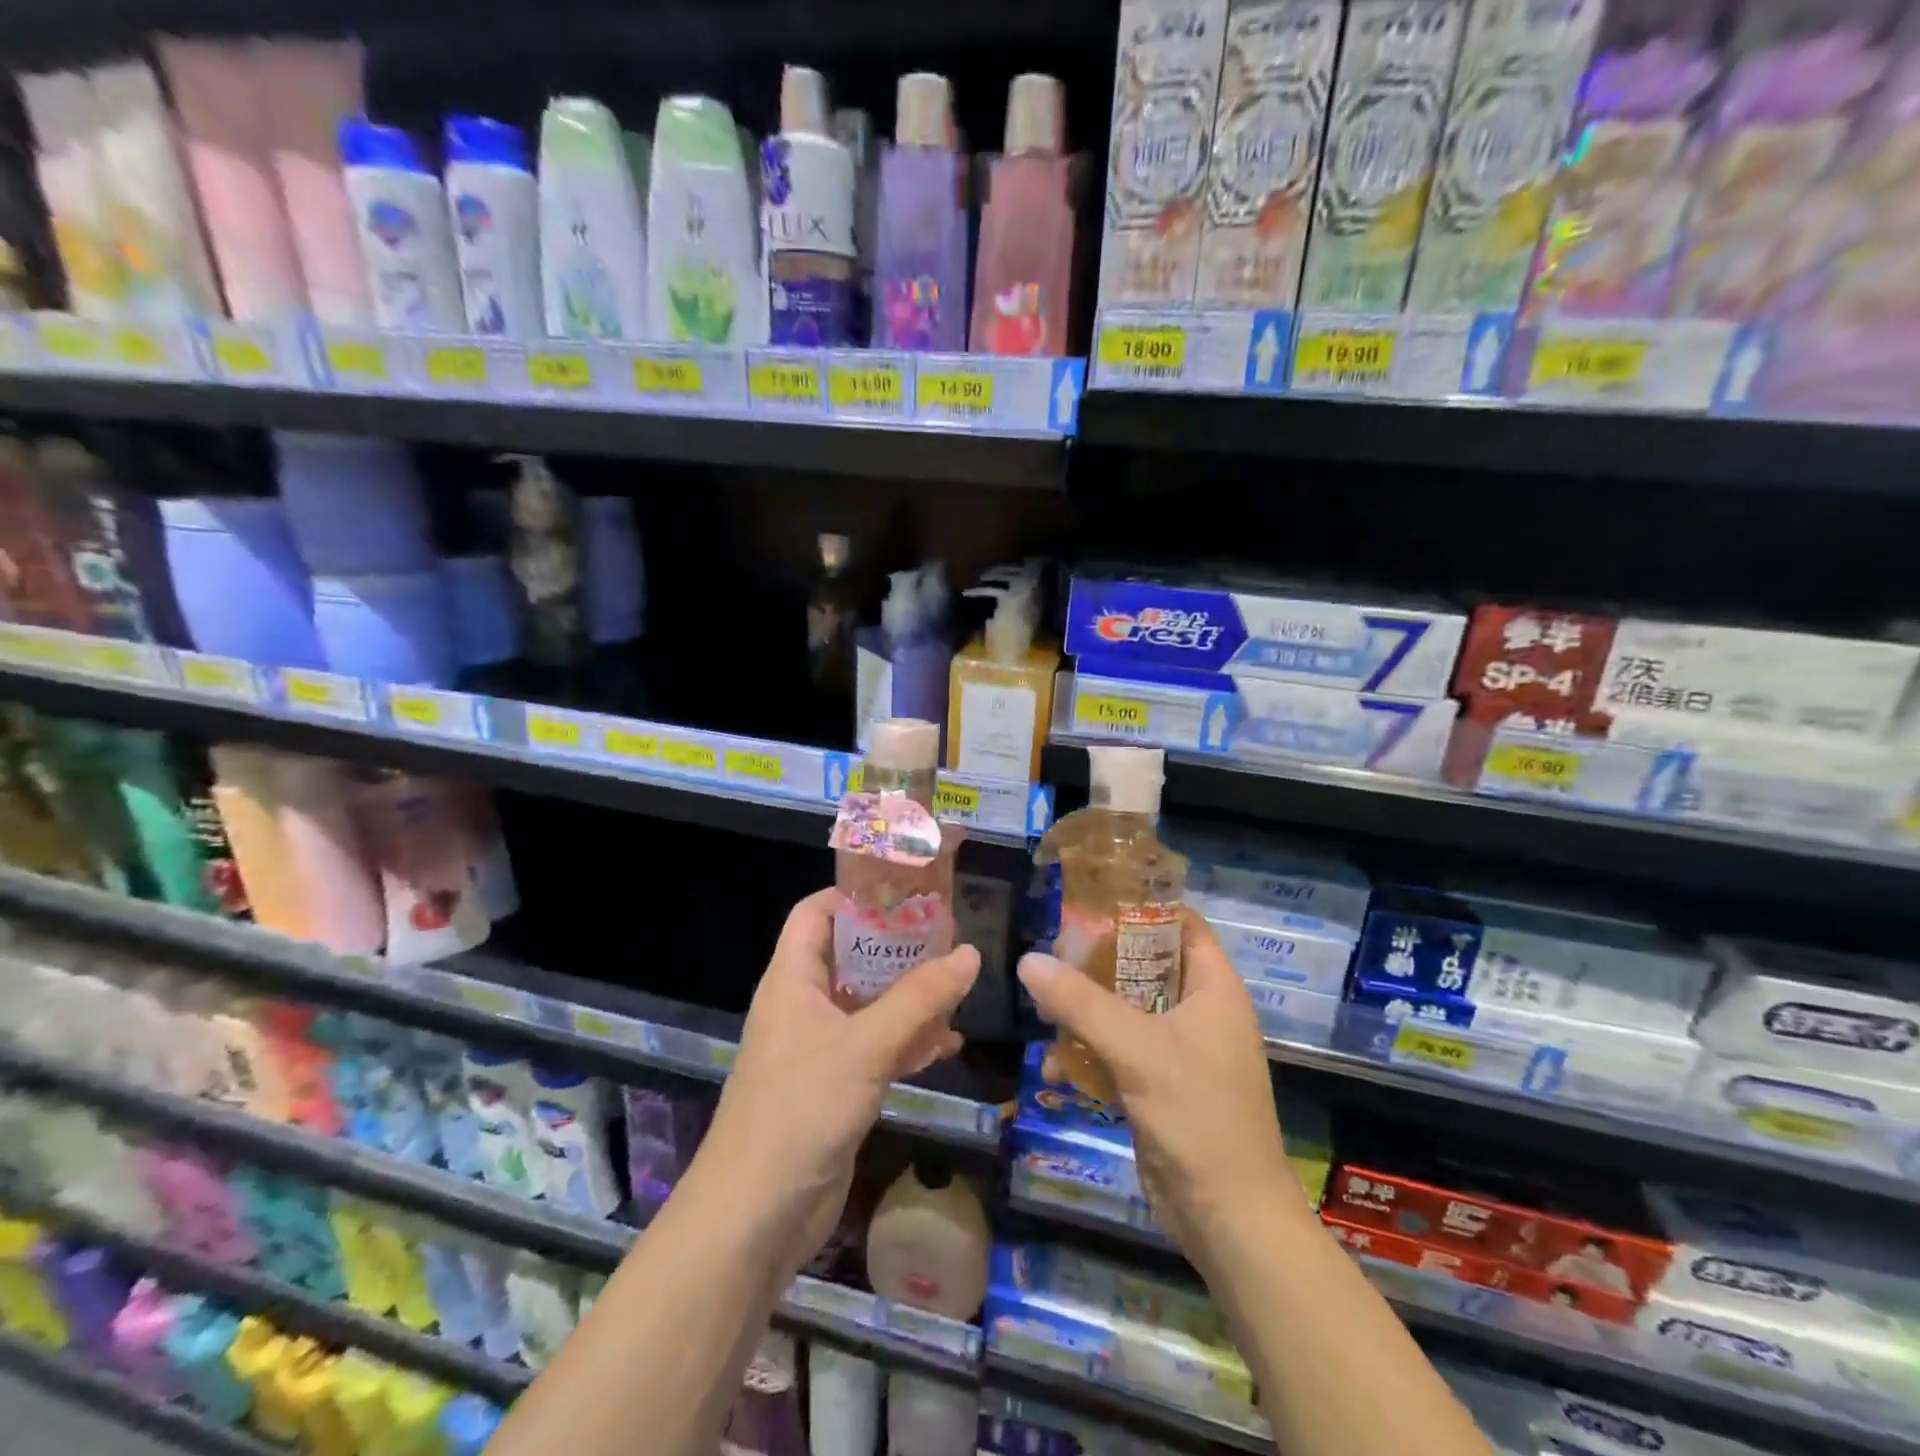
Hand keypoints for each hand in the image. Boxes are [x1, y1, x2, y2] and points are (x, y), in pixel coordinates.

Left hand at [699, 888, 980, 1283]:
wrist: (755, 1217)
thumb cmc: (800, 1109)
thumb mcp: (865, 1046)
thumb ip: (919, 999)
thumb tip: (970, 953)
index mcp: (792, 979)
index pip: (816, 914)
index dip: (854, 895)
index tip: (906, 891)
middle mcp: (803, 1006)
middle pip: (850, 956)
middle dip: (896, 945)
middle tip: (947, 933)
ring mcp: (818, 1049)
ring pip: (868, 1004)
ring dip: (908, 995)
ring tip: (957, 982)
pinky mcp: (835, 1087)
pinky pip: (876, 1048)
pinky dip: (908, 1041)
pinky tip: (948, 1043)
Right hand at [1017, 912, 1304, 1269]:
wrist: (1230, 1219)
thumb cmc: (1199, 1116)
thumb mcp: (1136, 1049)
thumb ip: (1081, 1002)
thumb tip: (1028, 960)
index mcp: (1213, 988)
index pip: (1183, 923)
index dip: (1143, 905)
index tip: (1092, 898)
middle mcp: (1200, 1011)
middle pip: (1146, 964)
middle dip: (1099, 960)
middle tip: (1053, 951)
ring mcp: (1181, 1051)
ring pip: (1127, 1009)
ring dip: (1087, 1010)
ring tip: (1044, 1008)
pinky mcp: (1162, 1086)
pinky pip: (1121, 1051)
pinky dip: (1091, 1052)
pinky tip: (1054, 1066)